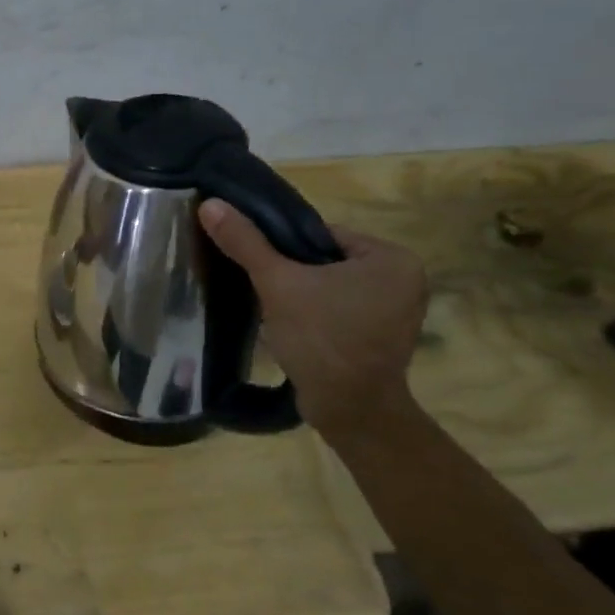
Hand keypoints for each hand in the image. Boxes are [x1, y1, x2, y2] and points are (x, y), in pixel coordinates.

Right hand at [198, 199, 428, 435]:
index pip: (322, 234)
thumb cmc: (322, 339)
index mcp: (392, 257)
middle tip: (262, 287)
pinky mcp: (382, 337)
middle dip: (292, 272)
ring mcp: (396, 311)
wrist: (349, 410)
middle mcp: (404, 279)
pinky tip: (291, 326)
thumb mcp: (278, 283)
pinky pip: (339, 310)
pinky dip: (315, 314)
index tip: (258, 264)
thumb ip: (245, 242)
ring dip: (301, 294)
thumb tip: (209, 204)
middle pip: (325, 260)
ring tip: (272, 306)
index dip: (283, 247)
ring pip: (330, 287)